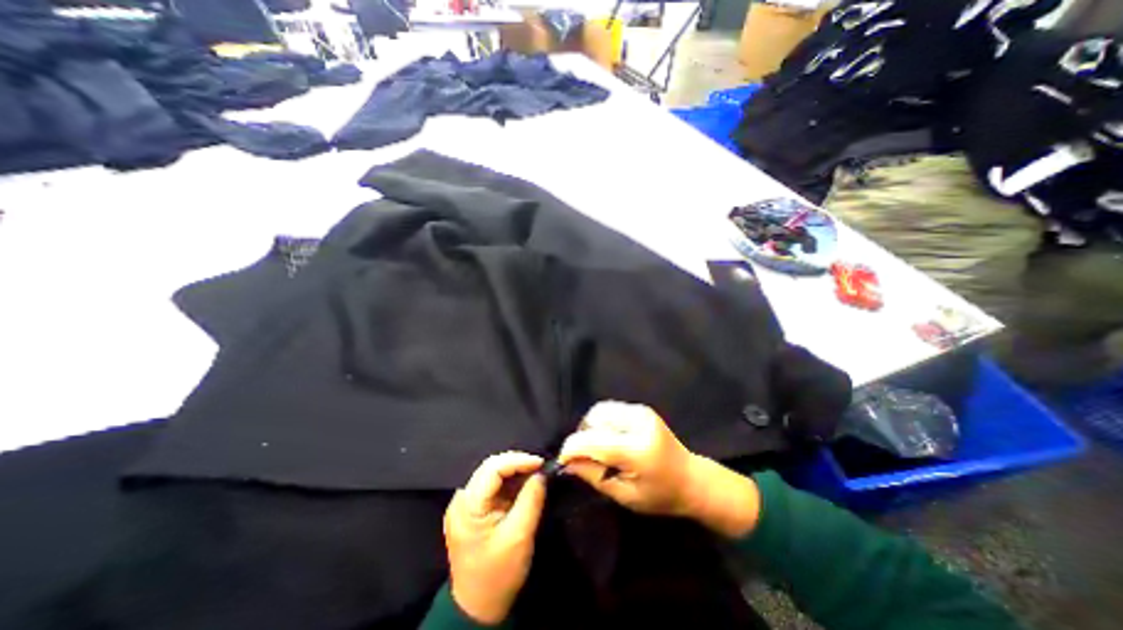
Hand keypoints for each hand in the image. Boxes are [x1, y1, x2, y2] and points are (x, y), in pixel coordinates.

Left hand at [440, 452, 545, 625]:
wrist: (477, 608)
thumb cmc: (498, 574)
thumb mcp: (519, 536)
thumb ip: (531, 500)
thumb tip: (541, 474)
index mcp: (468, 506)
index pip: (493, 468)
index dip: (518, 460)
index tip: (540, 463)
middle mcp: (461, 499)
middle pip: (491, 467)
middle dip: (517, 464)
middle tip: (539, 468)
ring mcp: (464, 504)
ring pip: (491, 474)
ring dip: (514, 472)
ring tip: (534, 474)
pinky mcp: (471, 510)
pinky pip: (491, 486)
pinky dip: (509, 483)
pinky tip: (523, 485)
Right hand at [553, 403, 757, 536]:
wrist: (691, 478)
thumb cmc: (660, 495)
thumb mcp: (625, 496)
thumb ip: (594, 476)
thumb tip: (567, 463)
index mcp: (637, 449)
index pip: (594, 441)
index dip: (572, 449)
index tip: (563, 461)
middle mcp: (638, 423)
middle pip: (594, 420)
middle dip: (582, 438)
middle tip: (584, 458)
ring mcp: (640, 412)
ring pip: (599, 411)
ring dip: (590, 428)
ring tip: (597, 448)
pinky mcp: (640, 408)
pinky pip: (609, 409)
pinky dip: (601, 422)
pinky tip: (608, 438)